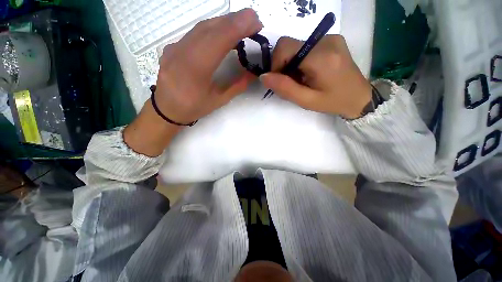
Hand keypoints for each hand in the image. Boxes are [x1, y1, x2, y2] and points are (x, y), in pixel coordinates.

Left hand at [154, 8, 262, 123]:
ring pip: (203, 26)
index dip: (239, 26)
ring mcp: (176, 46)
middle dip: (236, 20)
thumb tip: (254, 73)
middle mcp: (183, 51)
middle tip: (254, 21)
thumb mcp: (219, 100)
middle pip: (212, 27)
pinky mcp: (173, 46)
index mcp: (196, 68)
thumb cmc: (194, 107)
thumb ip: (237, 86)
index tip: (257, 23)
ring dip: (225, 22)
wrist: (166, 109)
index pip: (220, 38)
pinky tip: (222, 32)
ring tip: (242, 25)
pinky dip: (213, 28)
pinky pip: (195, 32)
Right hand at [260, 35, 371, 118]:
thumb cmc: (333, 102)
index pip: (285, 47)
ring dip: (292, 64)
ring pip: (296, 46)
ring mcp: (330, 37)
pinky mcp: (332, 39)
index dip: (275, 63)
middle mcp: (326, 40)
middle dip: (283, 65)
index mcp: (321, 57)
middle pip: (289, 45)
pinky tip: (309, 72)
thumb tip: (264, 76)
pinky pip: (306, 46)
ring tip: (303, 79)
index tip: (280, 80)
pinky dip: (301, 60)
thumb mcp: (306, 101)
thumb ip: (284, 88)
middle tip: (292, 82)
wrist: (359, 97)